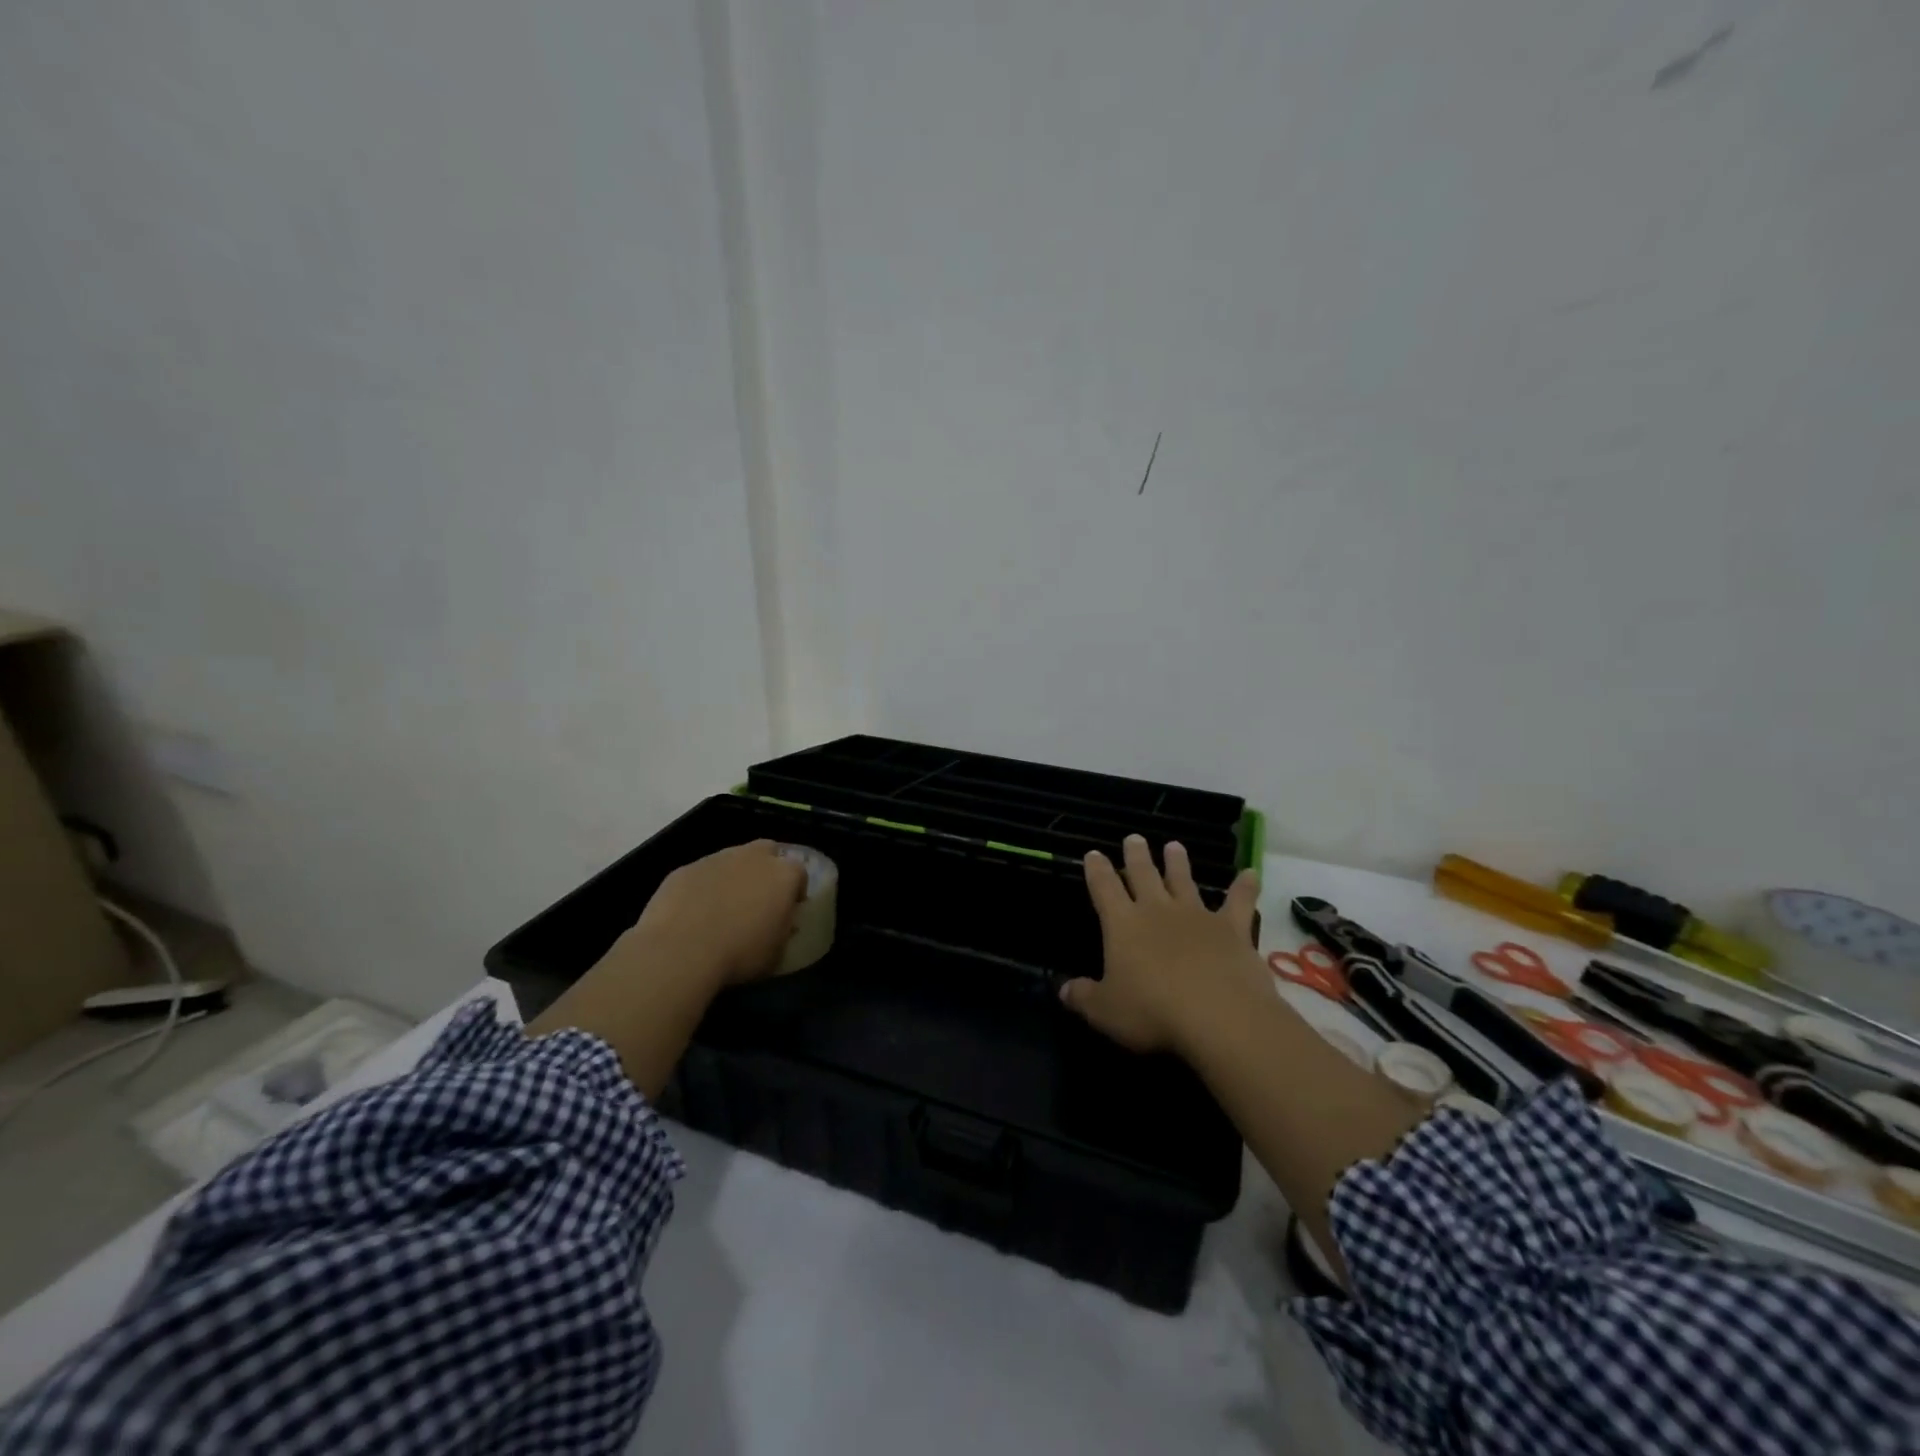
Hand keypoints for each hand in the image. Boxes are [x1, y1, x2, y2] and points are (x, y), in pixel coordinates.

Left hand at [626, 839, 807, 988]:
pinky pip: (701, 874)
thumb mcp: (777, 953)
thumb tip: (778, 924)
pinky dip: (702, 887)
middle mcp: (753, 857)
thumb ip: (783, 931)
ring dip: (733, 876)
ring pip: (732, 859)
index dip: (795, 891)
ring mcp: (717, 859)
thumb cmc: (740, 953)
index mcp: (784, 875)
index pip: (800, 873)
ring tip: (724, 906)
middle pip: (768, 851)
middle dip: (767, 869)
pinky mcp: (685, 868)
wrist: (681, 950)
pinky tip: (693, 912)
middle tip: (759, 897)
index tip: (789, 910)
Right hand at [1059, 836, 1264, 1057]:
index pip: (1104, 888)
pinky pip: (1239, 902)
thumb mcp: (1105, 1011)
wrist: (1219, 1016)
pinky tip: (1250, 874)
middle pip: (1143, 874)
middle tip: (1134, 838)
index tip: (1093, 853)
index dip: (1096, 870)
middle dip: (1136, 856)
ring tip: (1174, 845)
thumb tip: (1063, 990)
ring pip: (1184, 881)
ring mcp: (1197, 916)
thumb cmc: (1152, 1012)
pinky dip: (1245, 887)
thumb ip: (1083, 997)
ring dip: (1178, 863)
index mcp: (1122, 924)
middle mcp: (1157, 910)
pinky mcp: (1232, 929)